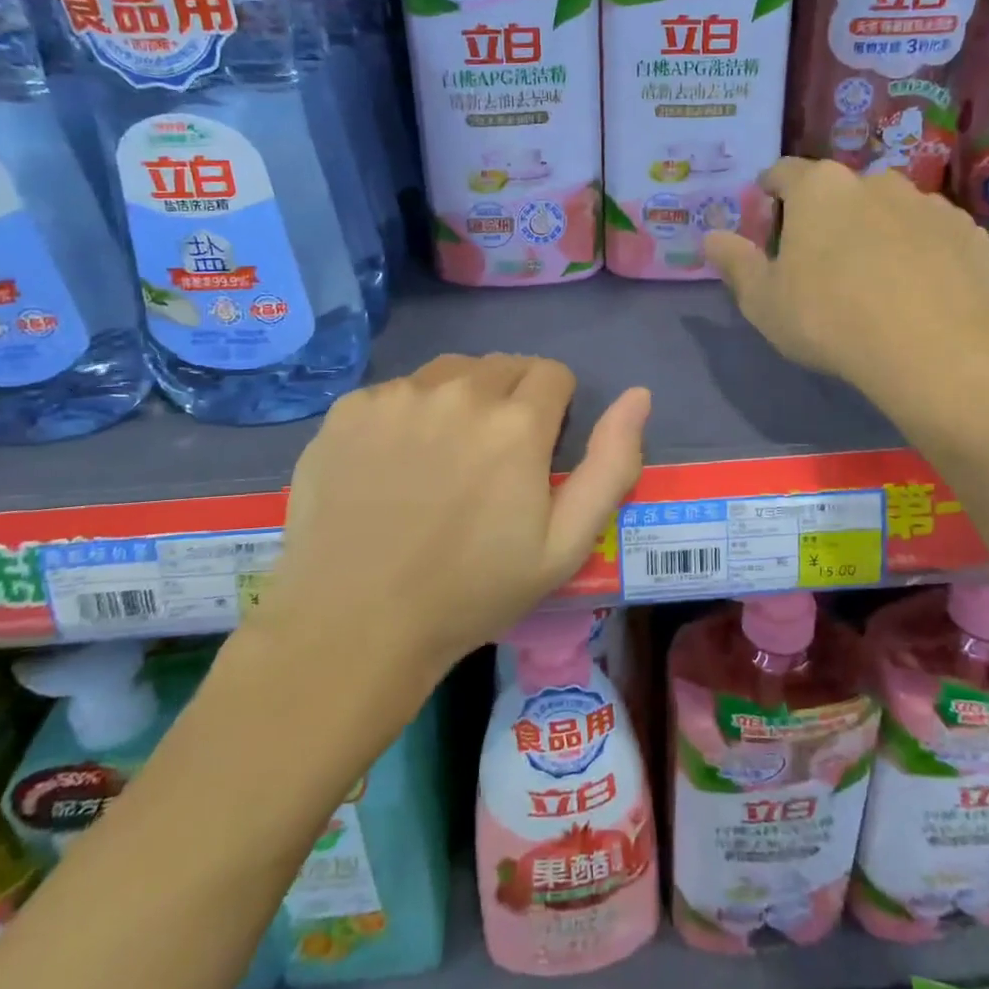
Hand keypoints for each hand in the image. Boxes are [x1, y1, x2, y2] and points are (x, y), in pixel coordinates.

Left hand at [271, 355, 649, 676]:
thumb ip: (611, 464)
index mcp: (516, 423)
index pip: (553, 373)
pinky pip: (395, 392)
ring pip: (449, 372)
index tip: (537, 450)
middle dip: (510, 399)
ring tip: (443, 457)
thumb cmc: (471, 591)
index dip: (554, 409)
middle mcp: (458, 391)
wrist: (354, 624)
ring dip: (459, 398)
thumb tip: (639, 396)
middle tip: (492, 459)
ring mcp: (397, 396)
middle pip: (503, 365)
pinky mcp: (349, 409)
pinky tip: (391, 466)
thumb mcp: (565, 545)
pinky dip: (405, 415)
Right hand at [704, 158, 988, 423]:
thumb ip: (735, 263)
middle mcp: (874, 180)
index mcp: (819, 188)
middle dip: (825, 217)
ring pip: (887, 210)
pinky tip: (915, 291)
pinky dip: (917, 251)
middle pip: (838, 191)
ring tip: (873, 281)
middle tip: (818, 263)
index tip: (767, 221)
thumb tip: (710, 237)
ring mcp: (927, 203)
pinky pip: (929, 235)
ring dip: (873, 232)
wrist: (934, 347)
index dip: (769, 193)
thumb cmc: (829, 318)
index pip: (783, 172)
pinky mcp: (968, 231)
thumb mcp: (762, 300)